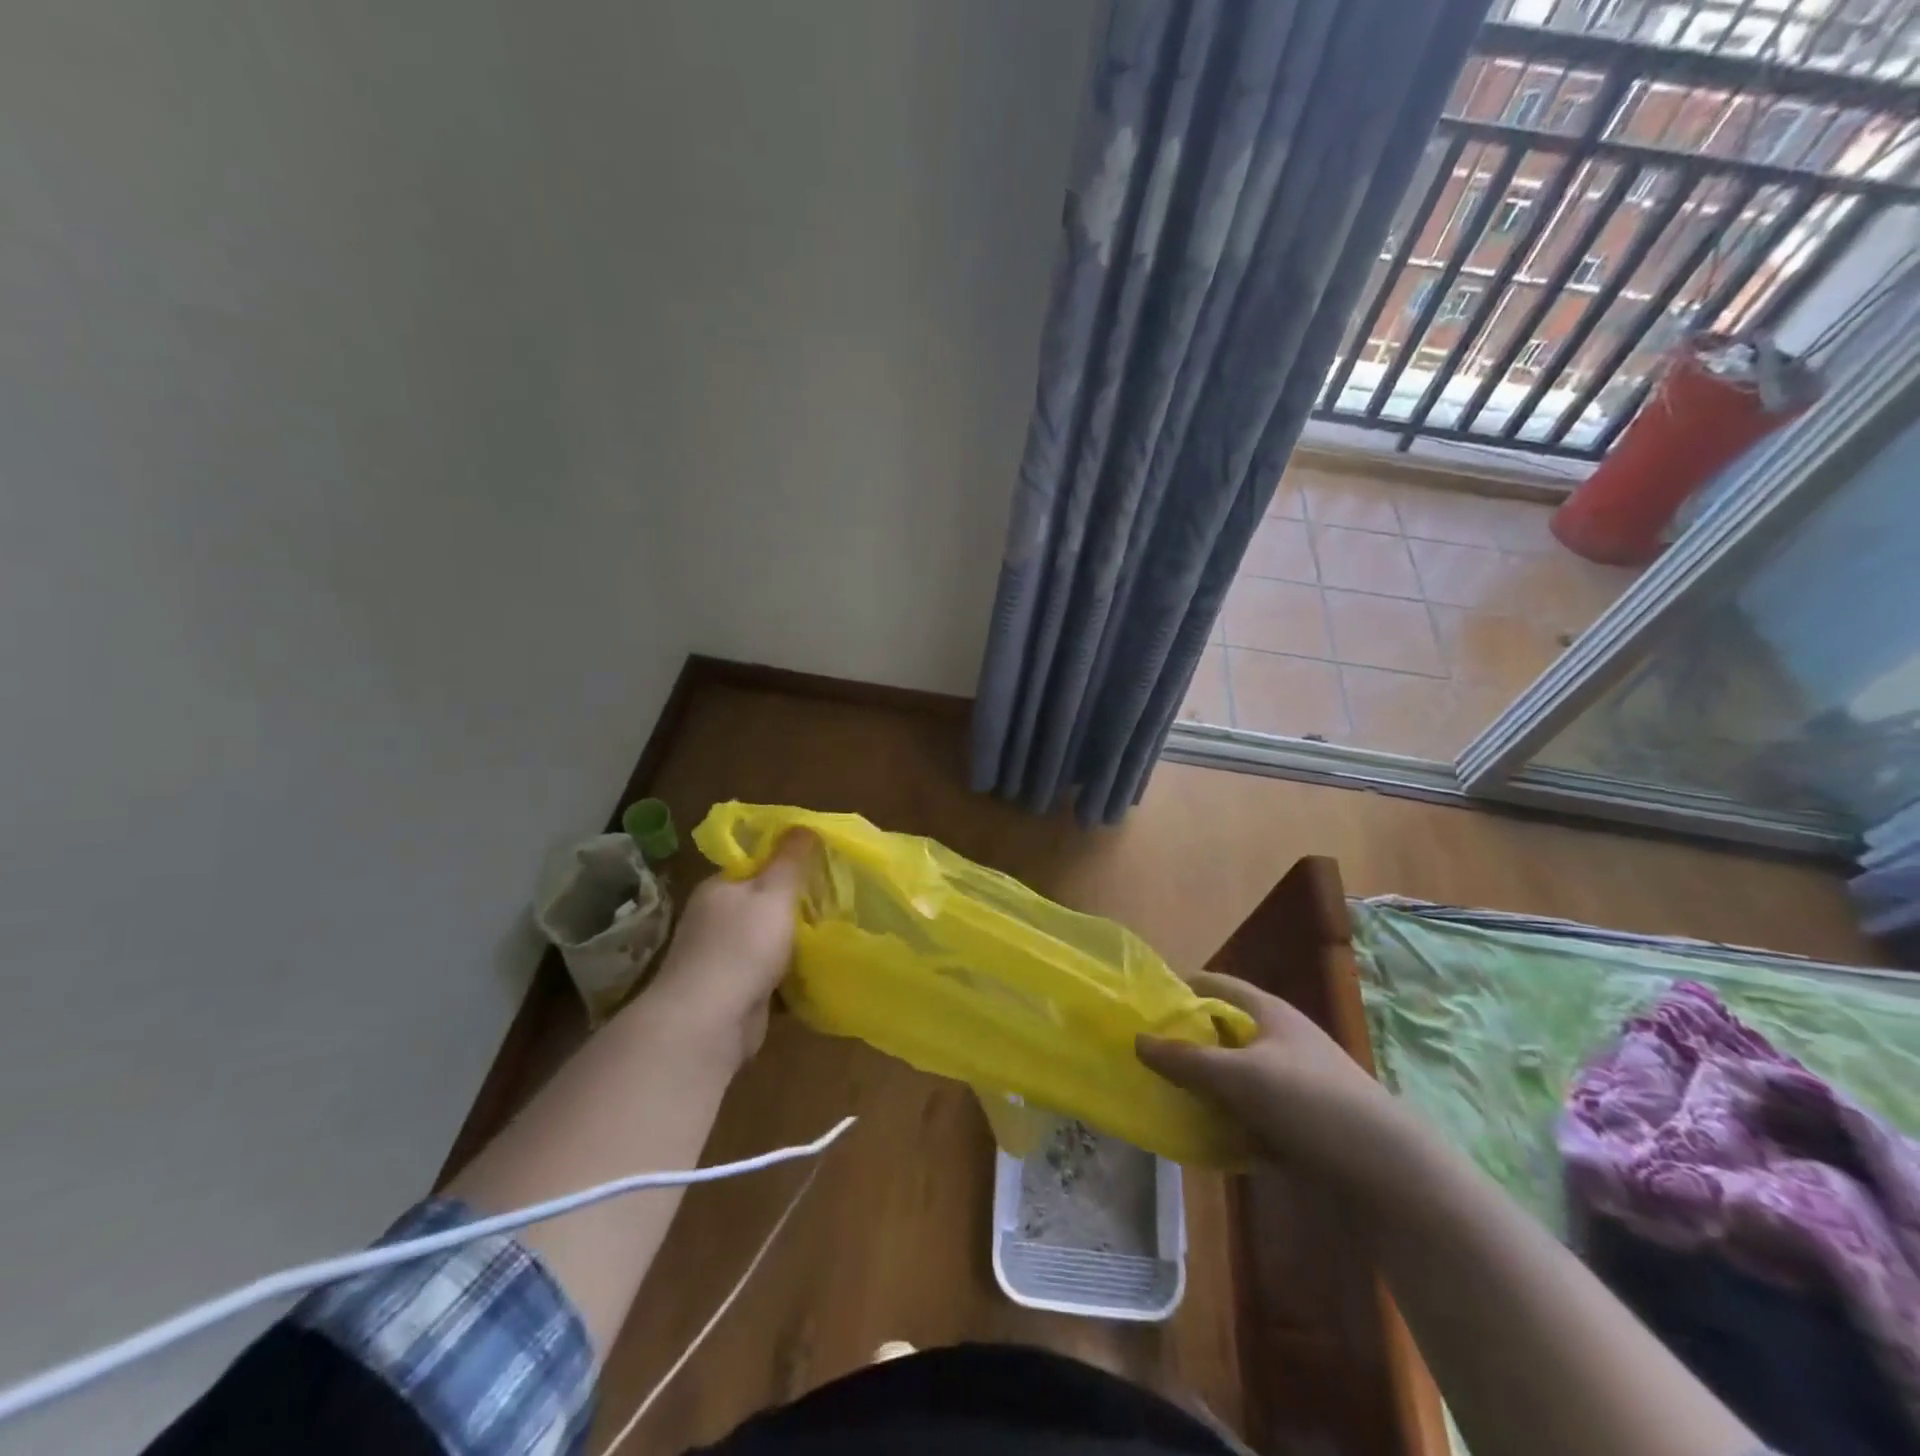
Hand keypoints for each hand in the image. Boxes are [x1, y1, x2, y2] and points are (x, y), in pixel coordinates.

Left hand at [645, 830, 817, 1060]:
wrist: (709, 1023)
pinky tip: (819, 969)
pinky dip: (791, 972)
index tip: (822, 864)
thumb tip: (802, 824)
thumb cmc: (742, 947)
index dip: (787, 862)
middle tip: (837, 899)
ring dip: (796, 940)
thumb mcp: (774, 893)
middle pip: (764, 902)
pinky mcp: (735, 991)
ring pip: (769, 939)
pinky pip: (770, 972)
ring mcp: (723, 957)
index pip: (754, 864)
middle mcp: (716, 919)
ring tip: (835, 932)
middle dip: (797, 904)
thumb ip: (790, 860)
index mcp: (719, 888)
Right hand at [1137, 972, 1419, 1194]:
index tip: (1147, 1003)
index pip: (1217, 984)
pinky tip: (1206, 1138)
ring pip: (1237, 1075)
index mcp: (1270, 1013)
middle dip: (1188, 1042)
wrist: (1391, 1173)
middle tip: (1148, 1055)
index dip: (1183, 987)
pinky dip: (1230, 1121)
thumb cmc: (1310, 1102)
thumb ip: (1186, 1060)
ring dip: (1206, 1086)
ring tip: (1167, 1097)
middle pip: (1224, 1031)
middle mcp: (1282, 1040)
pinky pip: (1253, 1113)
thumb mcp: (1239, 1076)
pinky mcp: (1303, 1122)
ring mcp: (1295, 1083)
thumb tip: (1138, 1040)